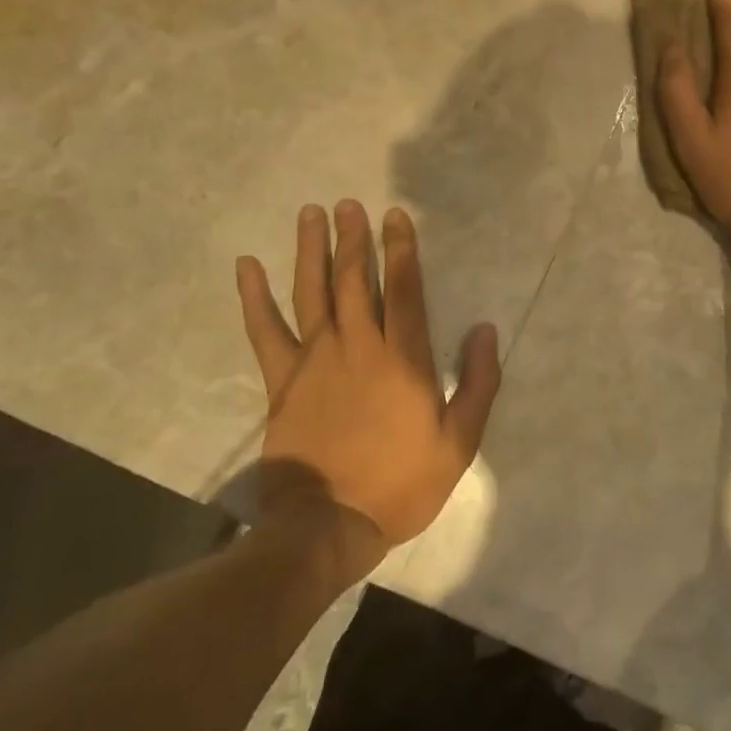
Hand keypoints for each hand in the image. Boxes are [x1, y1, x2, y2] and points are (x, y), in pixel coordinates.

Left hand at [235, 201, 500, 556]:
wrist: (328, 527)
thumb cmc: (401, 484)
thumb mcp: (459, 440)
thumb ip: (477, 382)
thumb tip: (483, 329)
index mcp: (402, 358)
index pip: (404, 289)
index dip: (402, 249)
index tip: (395, 217)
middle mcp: (358, 347)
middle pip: (356, 280)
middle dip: (355, 239)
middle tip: (349, 204)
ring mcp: (315, 361)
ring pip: (313, 293)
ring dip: (311, 251)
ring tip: (310, 214)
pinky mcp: (282, 382)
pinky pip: (265, 332)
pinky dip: (254, 298)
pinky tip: (247, 267)